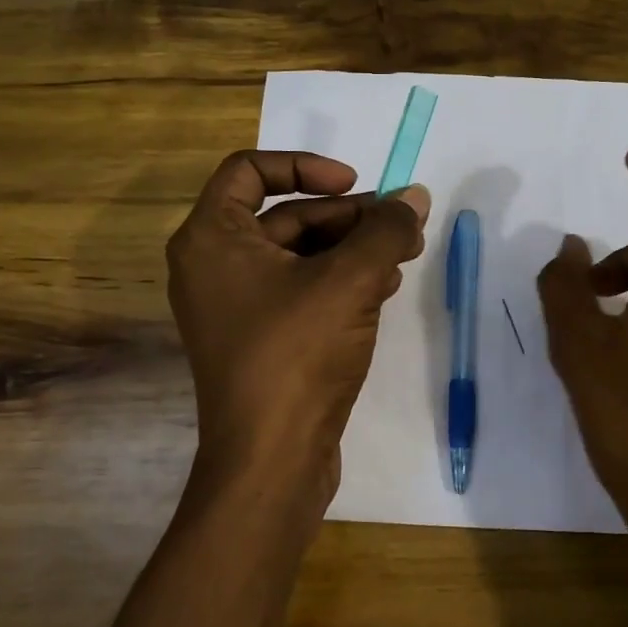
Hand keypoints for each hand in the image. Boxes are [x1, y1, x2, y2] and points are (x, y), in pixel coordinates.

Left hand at [167, 150, 429, 526]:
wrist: (272, 460)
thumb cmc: (298, 354)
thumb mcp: (350, 280)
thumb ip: (386, 229)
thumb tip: (415, 195)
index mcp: (212, 238)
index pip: (250, 170)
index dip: (305, 166)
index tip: (355, 183)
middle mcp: (214, 266)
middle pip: (286, 215)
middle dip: (348, 217)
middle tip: (401, 227)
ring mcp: (235, 307)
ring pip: (300, 255)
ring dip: (352, 250)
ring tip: (402, 257)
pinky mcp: (260, 340)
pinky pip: (301, 291)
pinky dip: (340, 282)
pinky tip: (382, 290)